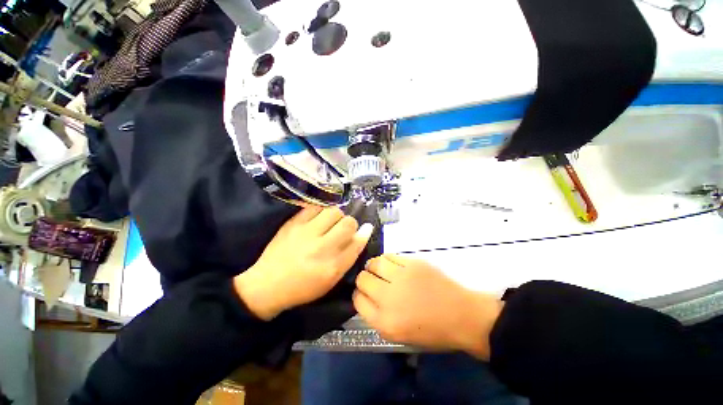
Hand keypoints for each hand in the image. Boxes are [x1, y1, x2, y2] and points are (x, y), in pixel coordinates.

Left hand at [234, 206, 372, 319]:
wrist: (268, 284)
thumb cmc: (303, 286)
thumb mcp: (331, 279)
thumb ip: (349, 256)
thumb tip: (364, 232)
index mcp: (333, 266)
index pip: (357, 242)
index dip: (363, 234)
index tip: (365, 229)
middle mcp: (322, 248)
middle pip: (348, 223)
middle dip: (350, 224)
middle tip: (342, 229)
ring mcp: (306, 233)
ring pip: (334, 211)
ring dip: (336, 216)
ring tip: (329, 223)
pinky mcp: (293, 224)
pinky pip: (315, 207)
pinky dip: (320, 211)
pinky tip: (317, 219)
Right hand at [353, 255, 502, 359]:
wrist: (463, 316)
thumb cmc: (432, 330)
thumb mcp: (399, 335)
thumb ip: (377, 316)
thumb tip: (365, 296)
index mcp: (385, 322)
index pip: (357, 301)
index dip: (359, 295)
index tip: (365, 293)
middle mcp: (389, 298)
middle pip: (362, 279)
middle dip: (364, 280)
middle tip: (373, 281)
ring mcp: (401, 277)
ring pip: (373, 263)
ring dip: (373, 267)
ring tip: (380, 270)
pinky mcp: (412, 263)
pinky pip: (389, 256)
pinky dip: (386, 260)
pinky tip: (392, 265)